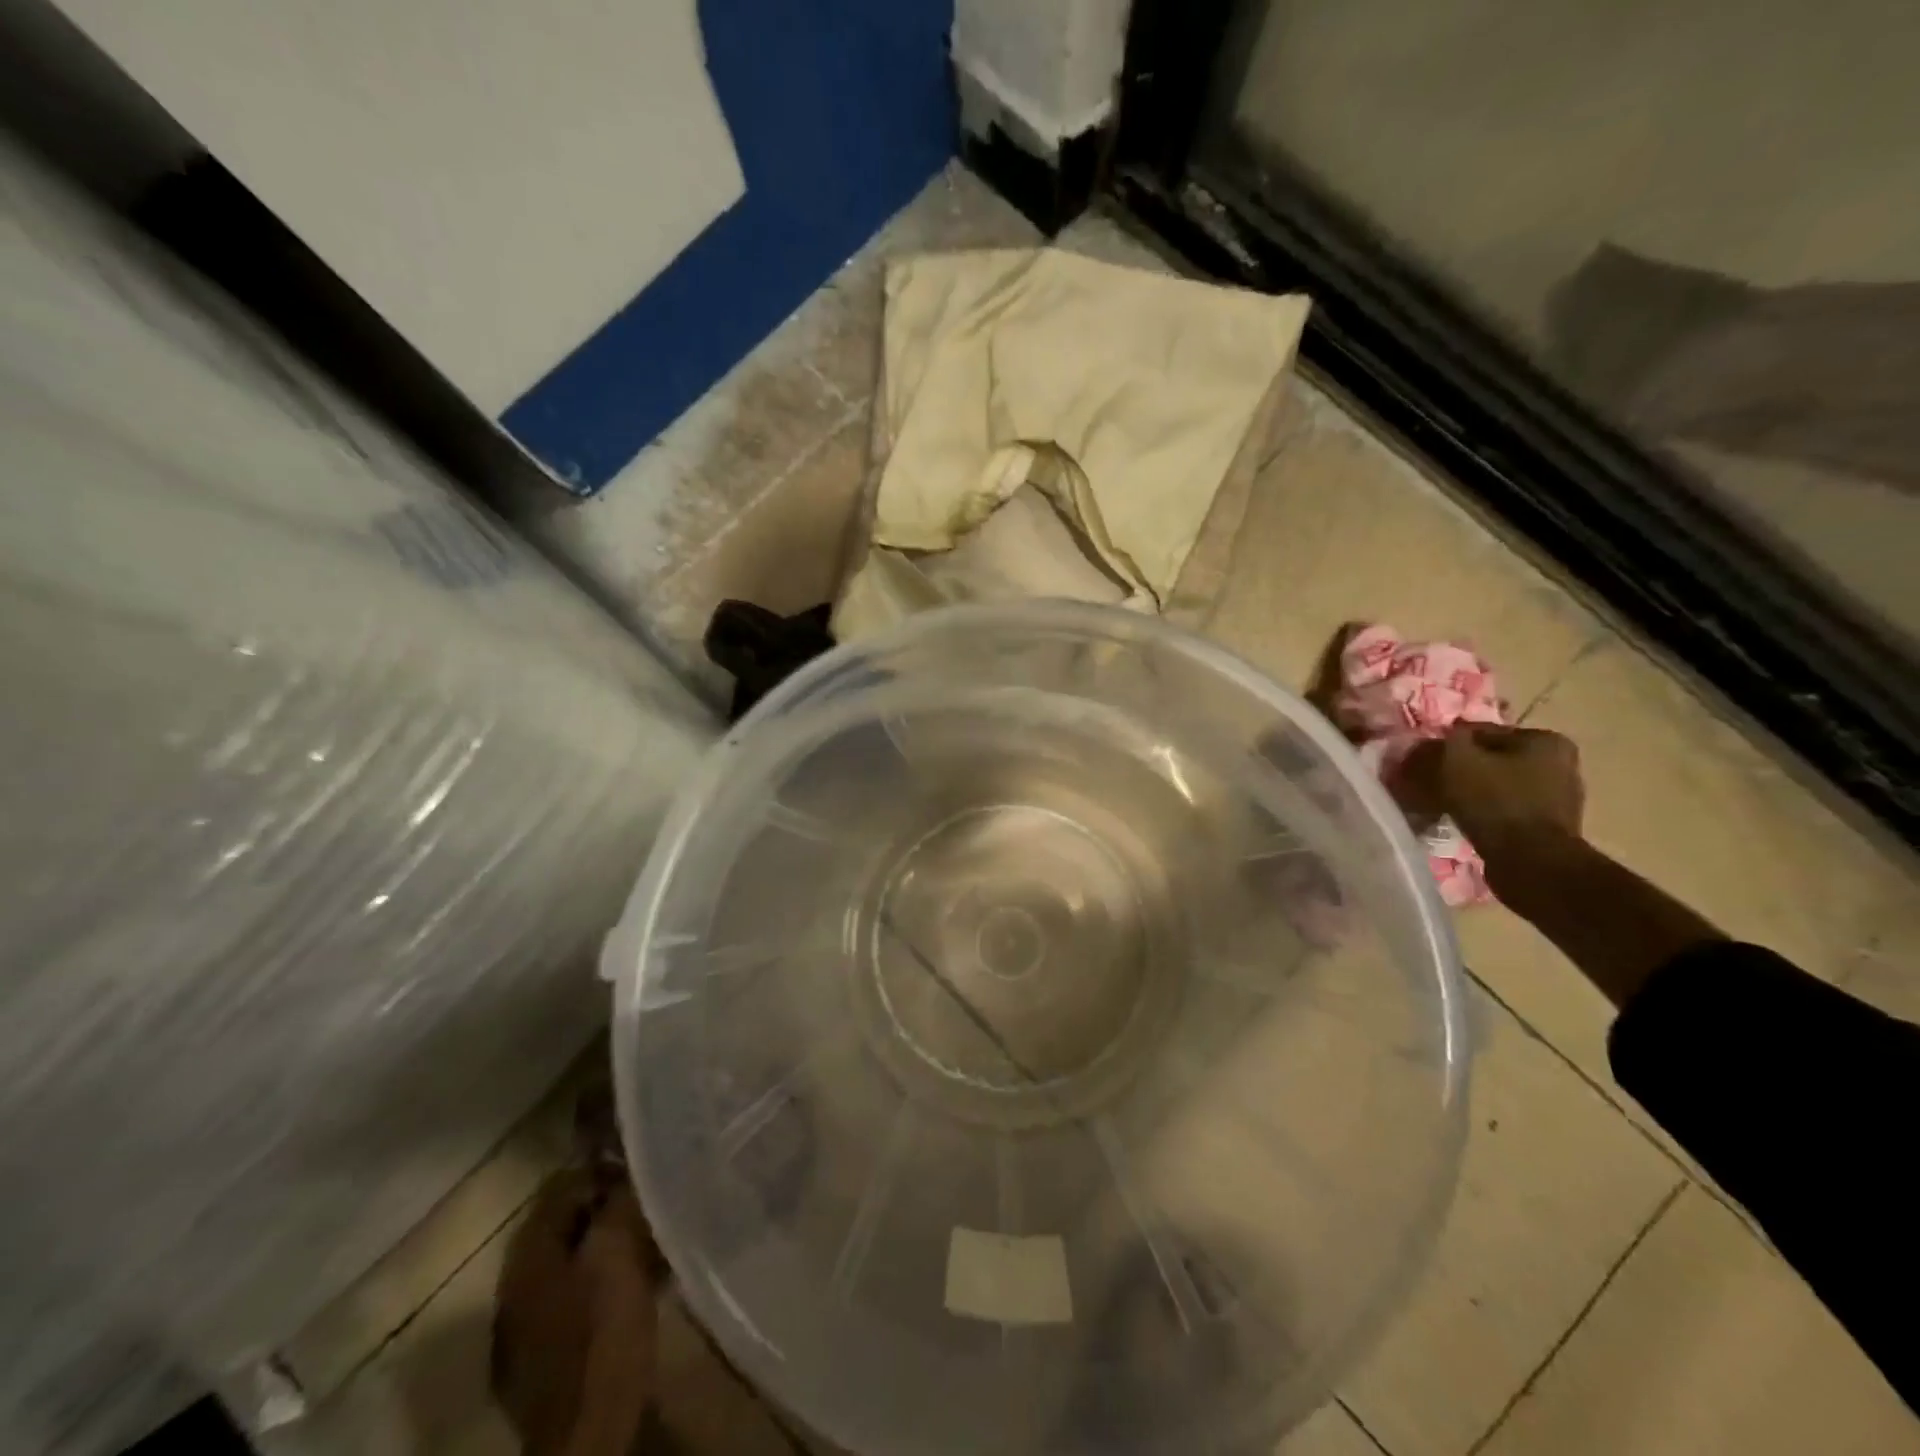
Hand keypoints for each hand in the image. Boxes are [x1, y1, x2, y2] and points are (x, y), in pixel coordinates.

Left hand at [492, 1169, 660, 1455]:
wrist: (586, 1433)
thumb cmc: (602, 1332)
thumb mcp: (619, 1251)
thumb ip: (619, 1202)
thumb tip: (628, 1170)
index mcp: (527, 1253)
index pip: (561, 1185)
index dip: (603, 1171)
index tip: (642, 1171)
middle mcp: (515, 1282)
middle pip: (566, 1225)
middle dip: (609, 1210)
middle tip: (651, 1205)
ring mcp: (524, 1324)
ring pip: (574, 1260)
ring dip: (610, 1246)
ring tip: (653, 1243)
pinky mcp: (543, 1355)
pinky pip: (577, 1296)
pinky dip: (606, 1282)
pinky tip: (638, 1287)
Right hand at [1397, 725, 1584, 856]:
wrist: (1530, 861)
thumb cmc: (1495, 801)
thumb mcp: (1458, 759)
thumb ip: (1446, 741)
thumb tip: (1438, 739)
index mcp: (1545, 740)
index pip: (1482, 732)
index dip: (1448, 744)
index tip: (1423, 760)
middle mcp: (1561, 763)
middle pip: (1492, 759)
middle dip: (1461, 769)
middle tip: (1429, 782)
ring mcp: (1558, 797)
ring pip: (1497, 784)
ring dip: (1470, 791)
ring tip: (1441, 803)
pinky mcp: (1549, 826)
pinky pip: (1505, 809)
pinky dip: (1482, 811)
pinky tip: (1463, 820)